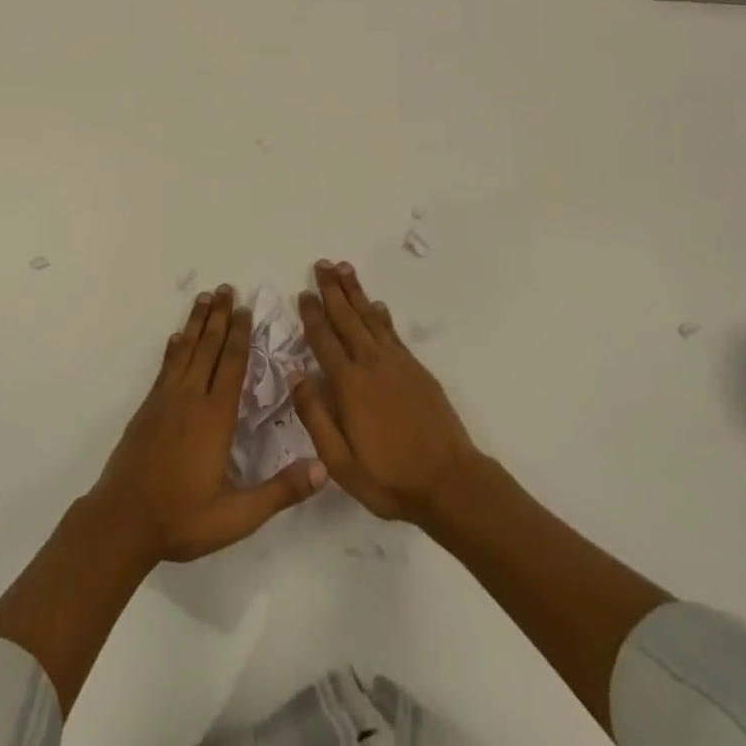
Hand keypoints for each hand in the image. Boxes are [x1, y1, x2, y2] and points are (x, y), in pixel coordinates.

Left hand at [89, 285, 327, 564]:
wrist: (122, 522)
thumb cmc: (182, 518)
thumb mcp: (237, 516)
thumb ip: (280, 491)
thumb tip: (323, 469)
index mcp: (215, 417)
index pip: (231, 364)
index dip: (240, 335)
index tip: (245, 308)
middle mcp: (190, 399)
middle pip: (207, 347)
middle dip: (219, 316)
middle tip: (226, 288)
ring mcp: (165, 400)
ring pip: (184, 350)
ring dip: (196, 322)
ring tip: (204, 297)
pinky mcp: (147, 408)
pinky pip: (165, 367)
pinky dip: (173, 348)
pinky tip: (175, 338)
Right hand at [291, 261, 482, 523]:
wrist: (450, 482)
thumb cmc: (390, 478)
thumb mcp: (341, 462)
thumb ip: (315, 416)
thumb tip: (295, 374)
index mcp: (349, 385)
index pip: (324, 340)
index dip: (312, 315)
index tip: (303, 292)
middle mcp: (371, 364)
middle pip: (347, 318)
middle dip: (332, 290)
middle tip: (322, 264)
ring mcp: (397, 363)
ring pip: (370, 317)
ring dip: (356, 292)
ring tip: (344, 268)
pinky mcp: (416, 369)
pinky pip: (392, 332)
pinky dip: (381, 315)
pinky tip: (376, 305)